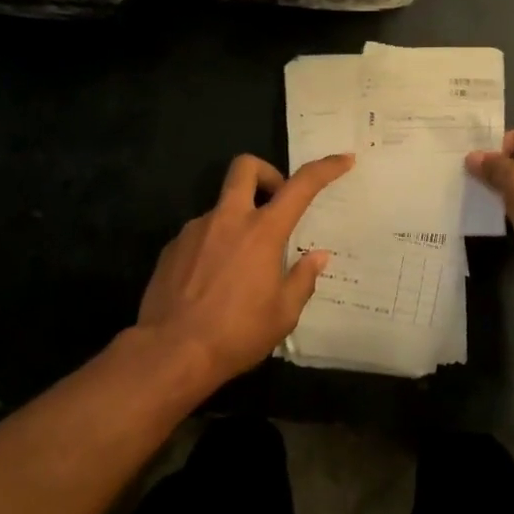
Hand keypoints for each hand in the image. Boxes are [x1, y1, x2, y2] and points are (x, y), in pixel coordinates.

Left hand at [135, 152, 353, 381]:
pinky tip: (214, 282)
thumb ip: (302, 279)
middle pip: (245, 167)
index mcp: (262, 232)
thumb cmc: (235, 334)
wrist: (169, 353)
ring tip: (243, 267)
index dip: (325, 168)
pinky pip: (201, 234)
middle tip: (277, 203)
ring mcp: (195, 230)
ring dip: (239, 221)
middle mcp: (227, 220)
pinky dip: (215, 246)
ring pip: (222, 207)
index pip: (300, 186)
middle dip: (267, 173)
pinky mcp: (172, 248)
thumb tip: (317, 256)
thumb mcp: (282, 315)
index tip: (343, 161)